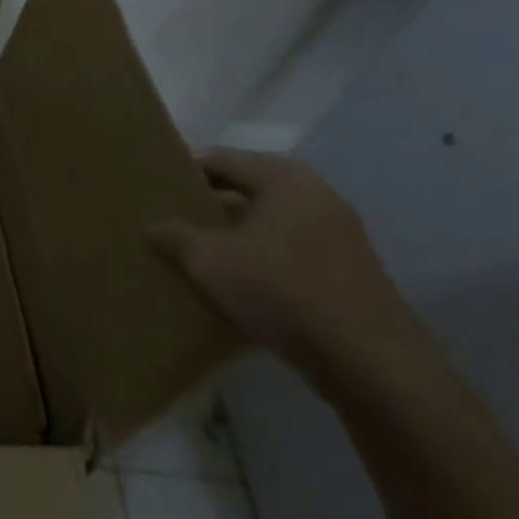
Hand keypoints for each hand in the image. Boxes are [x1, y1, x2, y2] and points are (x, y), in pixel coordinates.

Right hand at [149, 148, 439, 390]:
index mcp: (285, 179)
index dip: (182, 172)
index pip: (219, 159)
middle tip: (167, 220)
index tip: (151, 190)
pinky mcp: (345, 268)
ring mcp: (338, 232)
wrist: (367, 359)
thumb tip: (154, 226)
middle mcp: (316, 195)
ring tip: (194, 252)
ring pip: (267, 221)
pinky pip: (287, 248)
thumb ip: (174, 235)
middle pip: (246, 188)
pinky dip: (258, 256)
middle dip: (206, 204)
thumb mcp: (208, 260)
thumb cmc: (279, 290)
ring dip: (231, 233)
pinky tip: (234, 281)